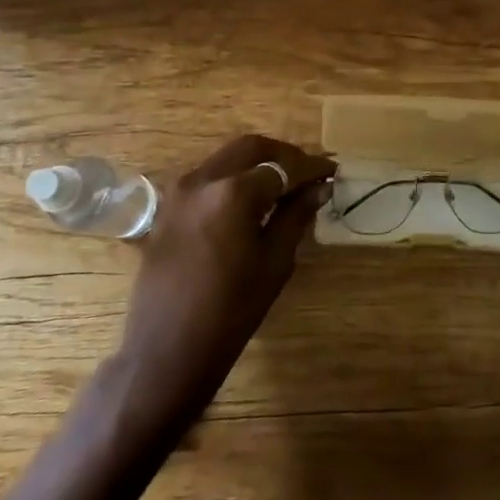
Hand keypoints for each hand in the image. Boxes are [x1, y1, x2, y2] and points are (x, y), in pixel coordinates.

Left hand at [110, 134, 334, 424]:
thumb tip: (318, 186)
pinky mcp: (167, 209)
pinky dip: (234, 178)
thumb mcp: (274, 262)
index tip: (332, 171)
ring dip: (257, 164)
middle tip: (308, 172)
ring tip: (283, 185)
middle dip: (283, 155)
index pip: (282, 167)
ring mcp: (179, 193)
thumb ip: (296, 215)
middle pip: (250, 148)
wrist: (166, 351)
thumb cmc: (230, 311)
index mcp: (233, 193)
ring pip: (226, 159)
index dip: (310, 167)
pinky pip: (208, 178)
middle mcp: (202, 181)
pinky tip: (251, 201)